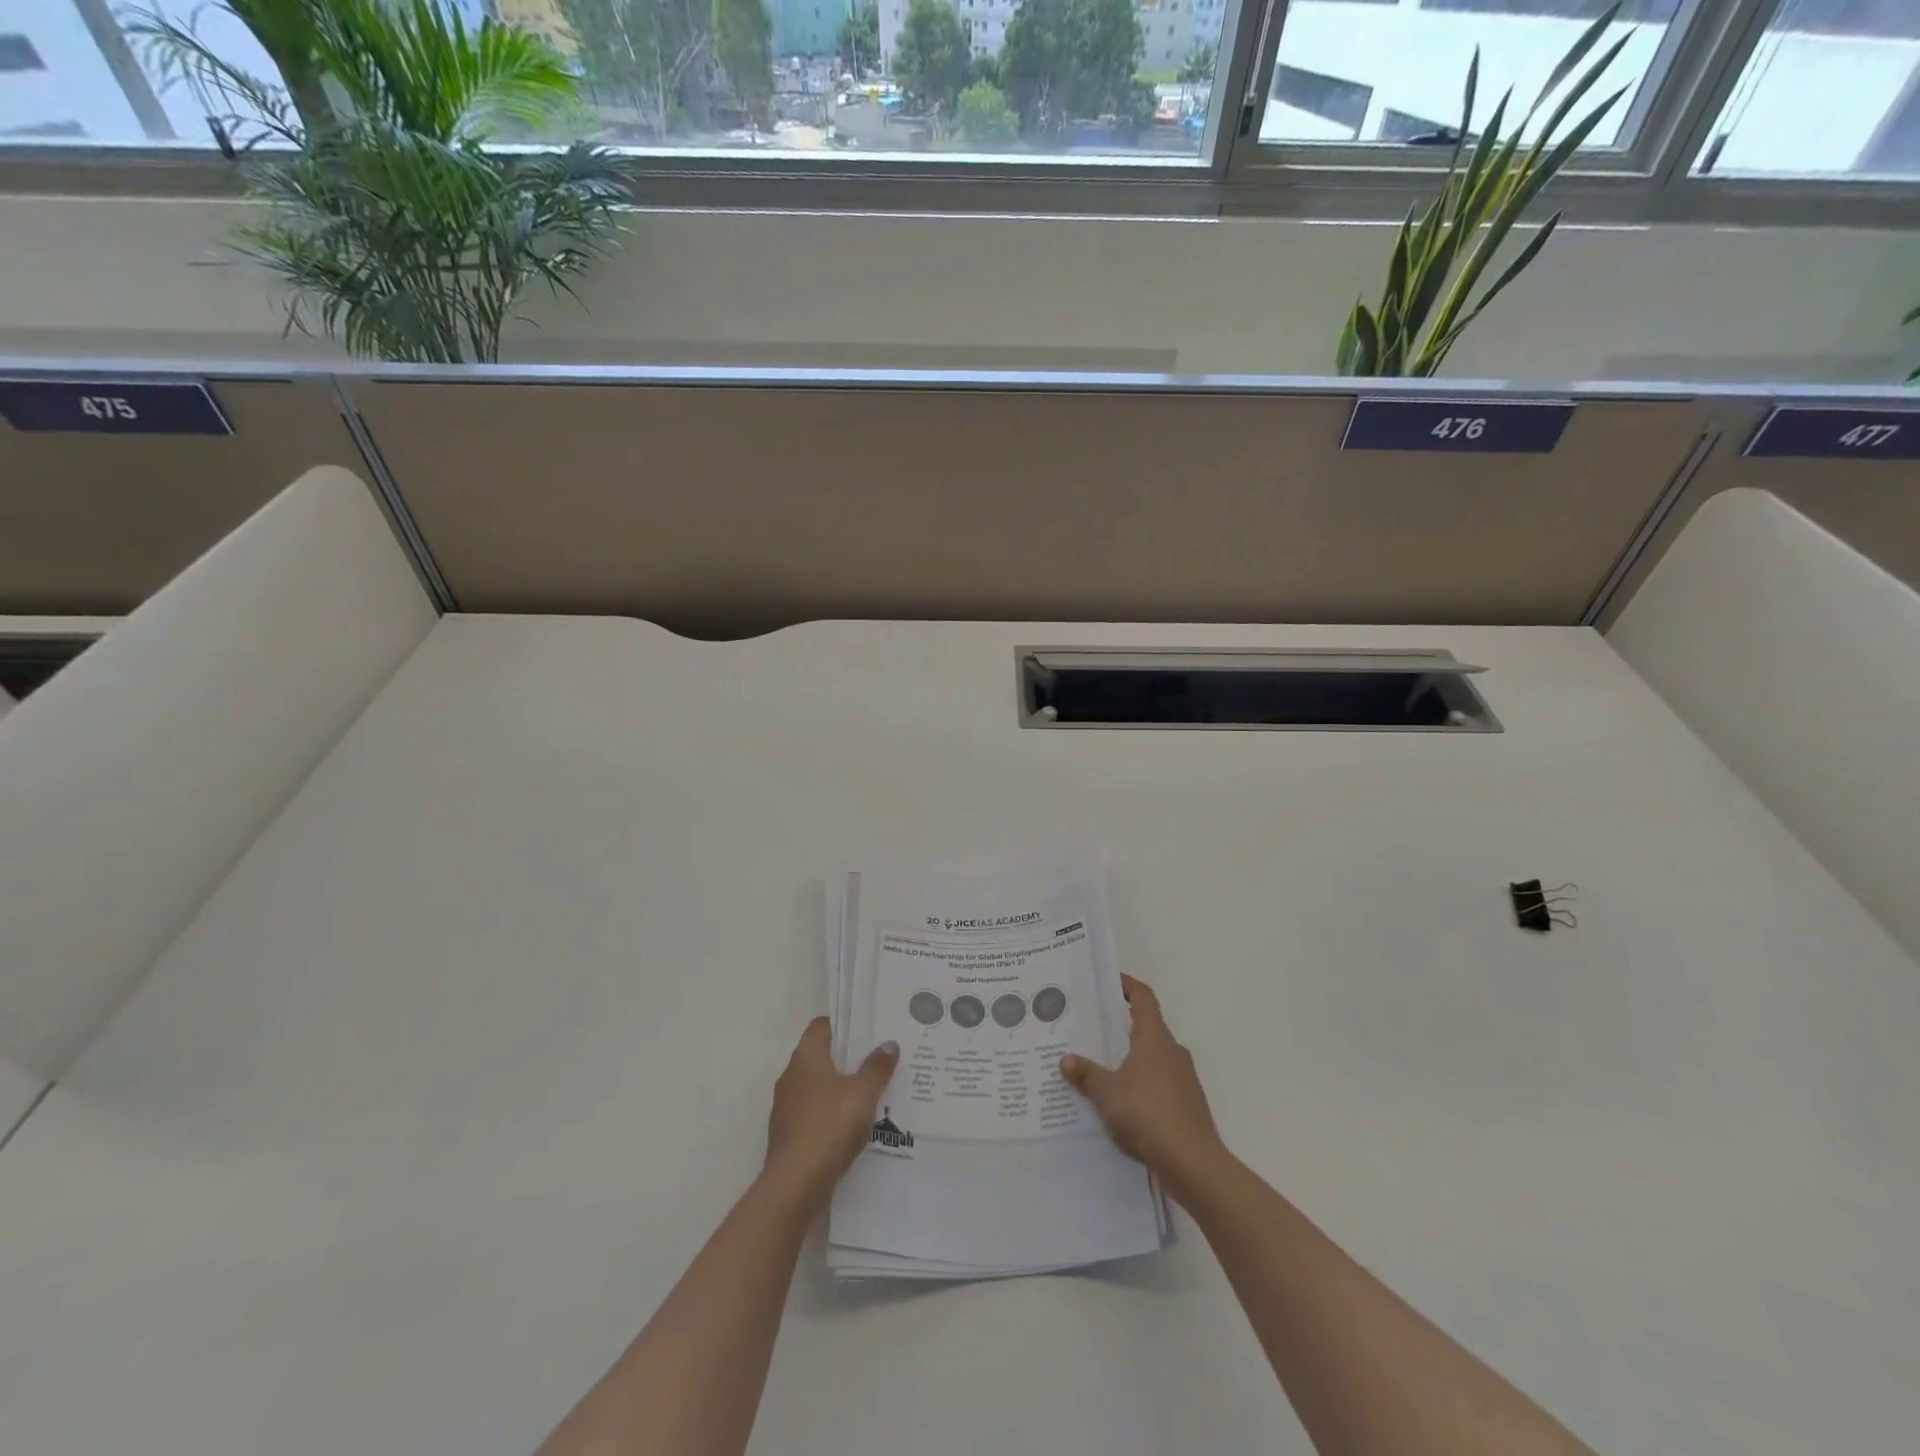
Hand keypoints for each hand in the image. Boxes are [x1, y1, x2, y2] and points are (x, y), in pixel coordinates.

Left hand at [764, 1018, 898, 1204]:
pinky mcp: (787, 1132)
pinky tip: (850, 1124)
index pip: (821, 1026)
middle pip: (820, 1055)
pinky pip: (812, 1110)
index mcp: (805, 1057)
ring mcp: (785, 1105)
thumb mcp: (863, 1094)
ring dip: (838, 1086)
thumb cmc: (829, 1126)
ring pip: (816, 1085)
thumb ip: (877, 1067)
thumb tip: (889, 1043)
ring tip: (868, 1093)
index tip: (867, 1031)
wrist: (794, 1184)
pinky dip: (829, 1111)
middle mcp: (790, 1075)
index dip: (844, 1025)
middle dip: (846, 1057)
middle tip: (875, 1061)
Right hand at [1061, 975, 1225, 1196]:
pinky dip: (1138, 1086)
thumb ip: (1087, 1074)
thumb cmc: (1148, 1113)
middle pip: (1146, 1027)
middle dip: (1119, 1026)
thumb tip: (1066, 1060)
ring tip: (1098, 1067)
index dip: (1126, 985)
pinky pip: (1157, 1085)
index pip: (1143, 997)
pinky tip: (1118, 1103)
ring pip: (1151, 1058)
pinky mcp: (1186, 1106)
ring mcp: (1183, 1080)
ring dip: (1128, 1059)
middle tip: (1090, 1028)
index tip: (1108, 981)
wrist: (1193, 1164)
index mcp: (1155, 1037)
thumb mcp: (1107, 1093)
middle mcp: (1172, 1051)